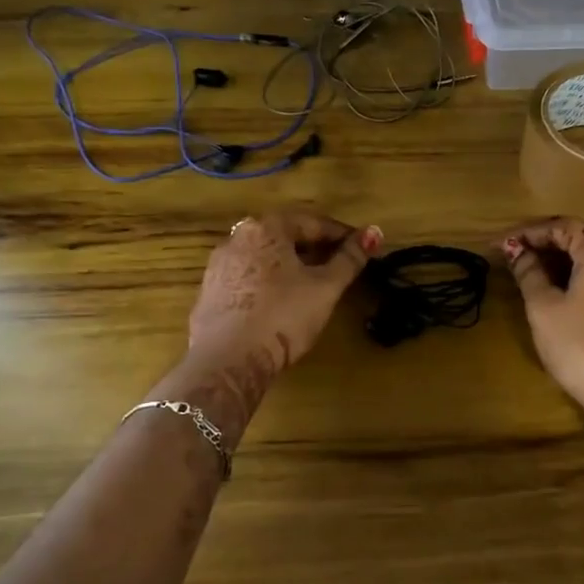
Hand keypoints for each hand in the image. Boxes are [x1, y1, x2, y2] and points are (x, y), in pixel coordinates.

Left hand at [188, 209, 382, 371]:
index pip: (312, 222)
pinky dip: (268, 283)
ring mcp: (218, 266)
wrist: (228, 360)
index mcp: (266, 228)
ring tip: (311, 285)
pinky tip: (280, 303)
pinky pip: (247, 278)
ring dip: (289, 265)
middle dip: (314, 249)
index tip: (361, 248)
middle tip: (339, 266)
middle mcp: (237, 238)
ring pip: (264, 257)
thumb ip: (350, 258)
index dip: (341, 235)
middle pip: (285, 236)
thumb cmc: (283, 316)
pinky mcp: (209, 293)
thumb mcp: (325, 287)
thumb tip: (374, 231)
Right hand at [501, 217, 583, 440]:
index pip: (560, 226)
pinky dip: (576, 276)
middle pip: (578, 237)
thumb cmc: (580, 345)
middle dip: (542, 244)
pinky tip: (554, 290)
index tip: (500, 244)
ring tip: (527, 272)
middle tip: (511, 256)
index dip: (526, 233)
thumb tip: (517, 251)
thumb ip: (528, 272)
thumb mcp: (543, 307)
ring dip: (559, 261)